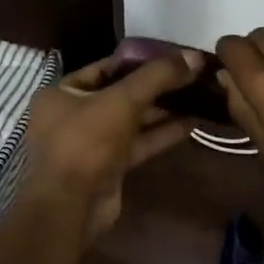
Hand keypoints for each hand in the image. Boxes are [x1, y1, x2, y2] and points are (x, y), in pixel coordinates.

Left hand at [20, 47, 203, 246]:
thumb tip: (195, 56)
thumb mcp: (123, 100)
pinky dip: (163, 133)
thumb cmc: (87, 143)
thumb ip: (159, 76)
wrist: (70, 208)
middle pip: (123, 93)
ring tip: (199, 96)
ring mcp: (92, 143)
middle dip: (158, 86)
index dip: (142, 60)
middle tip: (194, 75)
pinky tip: (193, 123)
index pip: (107, 67)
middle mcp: (74, 114)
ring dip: (164, 110)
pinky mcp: (110, 166)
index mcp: (63, 92)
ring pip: (133, 119)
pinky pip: (139, 142)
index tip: (175, 55)